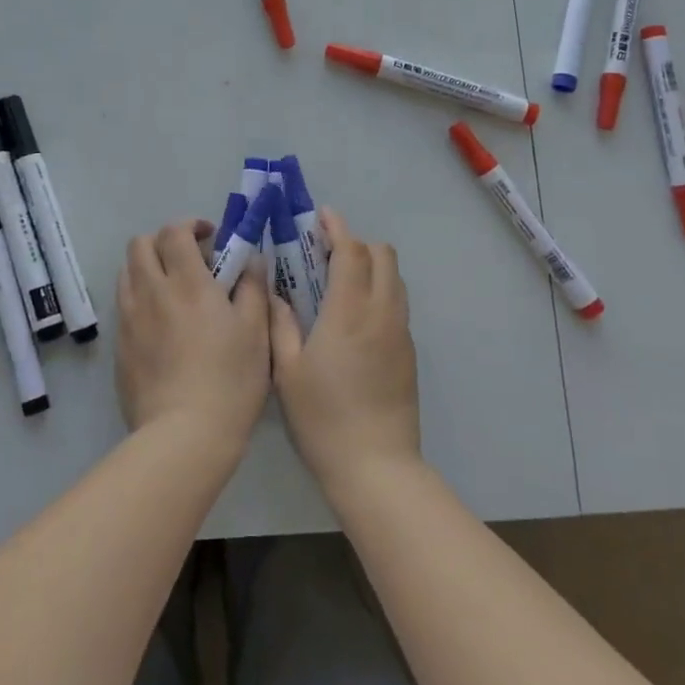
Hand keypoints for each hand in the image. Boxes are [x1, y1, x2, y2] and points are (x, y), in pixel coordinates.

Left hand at [115, 220, 272, 457]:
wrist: (184, 436)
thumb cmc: (230, 380)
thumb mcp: (256, 331)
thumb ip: (253, 287)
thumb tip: (250, 260)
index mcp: (187, 282)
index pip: (174, 232)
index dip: (190, 225)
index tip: (209, 237)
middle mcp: (150, 292)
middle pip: (140, 245)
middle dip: (162, 241)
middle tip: (188, 260)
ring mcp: (129, 320)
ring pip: (127, 273)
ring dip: (148, 268)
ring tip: (172, 291)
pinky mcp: (119, 347)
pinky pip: (124, 307)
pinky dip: (140, 300)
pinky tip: (162, 326)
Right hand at [269, 208, 420, 492]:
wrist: (376, 467)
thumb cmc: (323, 418)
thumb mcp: (288, 371)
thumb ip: (280, 324)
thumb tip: (276, 294)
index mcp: (350, 312)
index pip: (352, 252)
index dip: (338, 228)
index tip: (322, 216)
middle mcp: (382, 313)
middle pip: (383, 256)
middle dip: (357, 244)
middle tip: (325, 253)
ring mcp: (401, 333)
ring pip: (395, 279)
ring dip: (371, 266)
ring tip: (339, 281)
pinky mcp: (409, 353)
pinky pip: (397, 304)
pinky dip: (379, 291)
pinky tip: (354, 317)